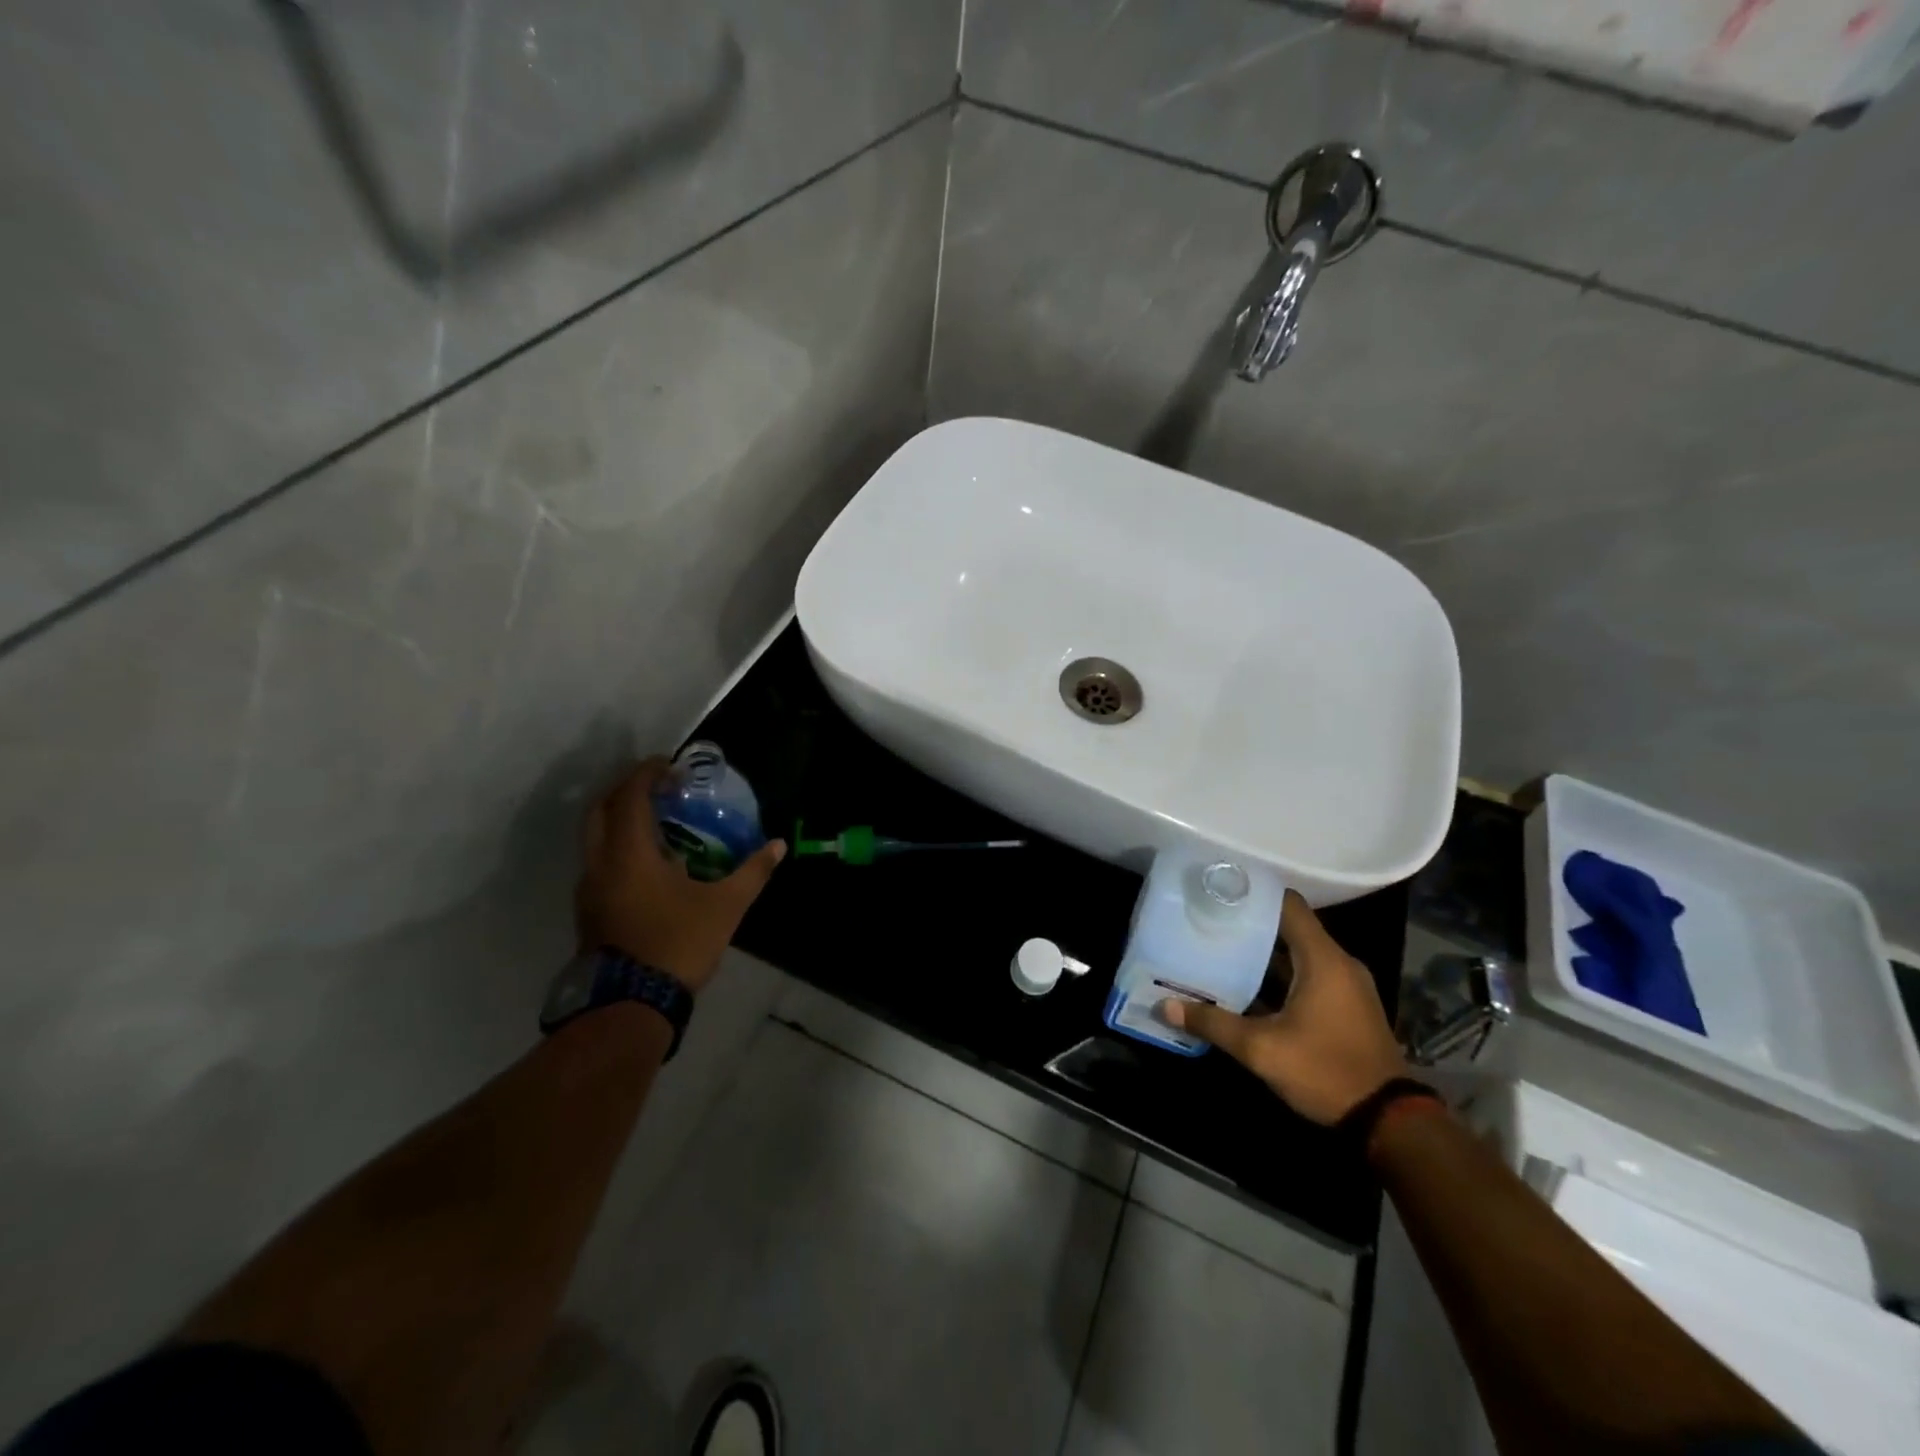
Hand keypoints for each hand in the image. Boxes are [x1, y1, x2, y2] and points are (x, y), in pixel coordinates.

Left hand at [574, 758, 785, 992]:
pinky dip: (617, 846)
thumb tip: (778, 845)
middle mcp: (600, 863)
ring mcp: (589, 889)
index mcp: (629, 853)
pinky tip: (648, 863)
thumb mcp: (725, 906)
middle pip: (600, 809)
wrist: (630, 1005)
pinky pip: (598, 861)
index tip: (670, 765)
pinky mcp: (588, 911)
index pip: (629, 796)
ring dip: (618, 819)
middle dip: (625, 789)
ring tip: (656, 822)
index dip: (647, 773)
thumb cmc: (678, 944)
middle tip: (658, 786)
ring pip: (593, 837)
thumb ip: (752, 872)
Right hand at [1161, 891, 1407, 1124]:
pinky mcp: (1348, 1007)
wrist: (1389, 1122)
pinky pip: (1310, 975)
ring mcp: (1347, 986)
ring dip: (1265, 953)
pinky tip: (1248, 986)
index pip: (1288, 904)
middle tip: (1210, 922)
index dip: (1255, 894)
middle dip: (1251, 924)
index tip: (1220, 893)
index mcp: (1323, 959)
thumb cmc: (1325, 1071)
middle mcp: (1339, 963)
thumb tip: (1165, 1007)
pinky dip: (1281, 975)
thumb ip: (1214, 1023)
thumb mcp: (1262, 1049)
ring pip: (1299, 954)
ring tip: (1221, 949)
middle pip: (1291, 927)